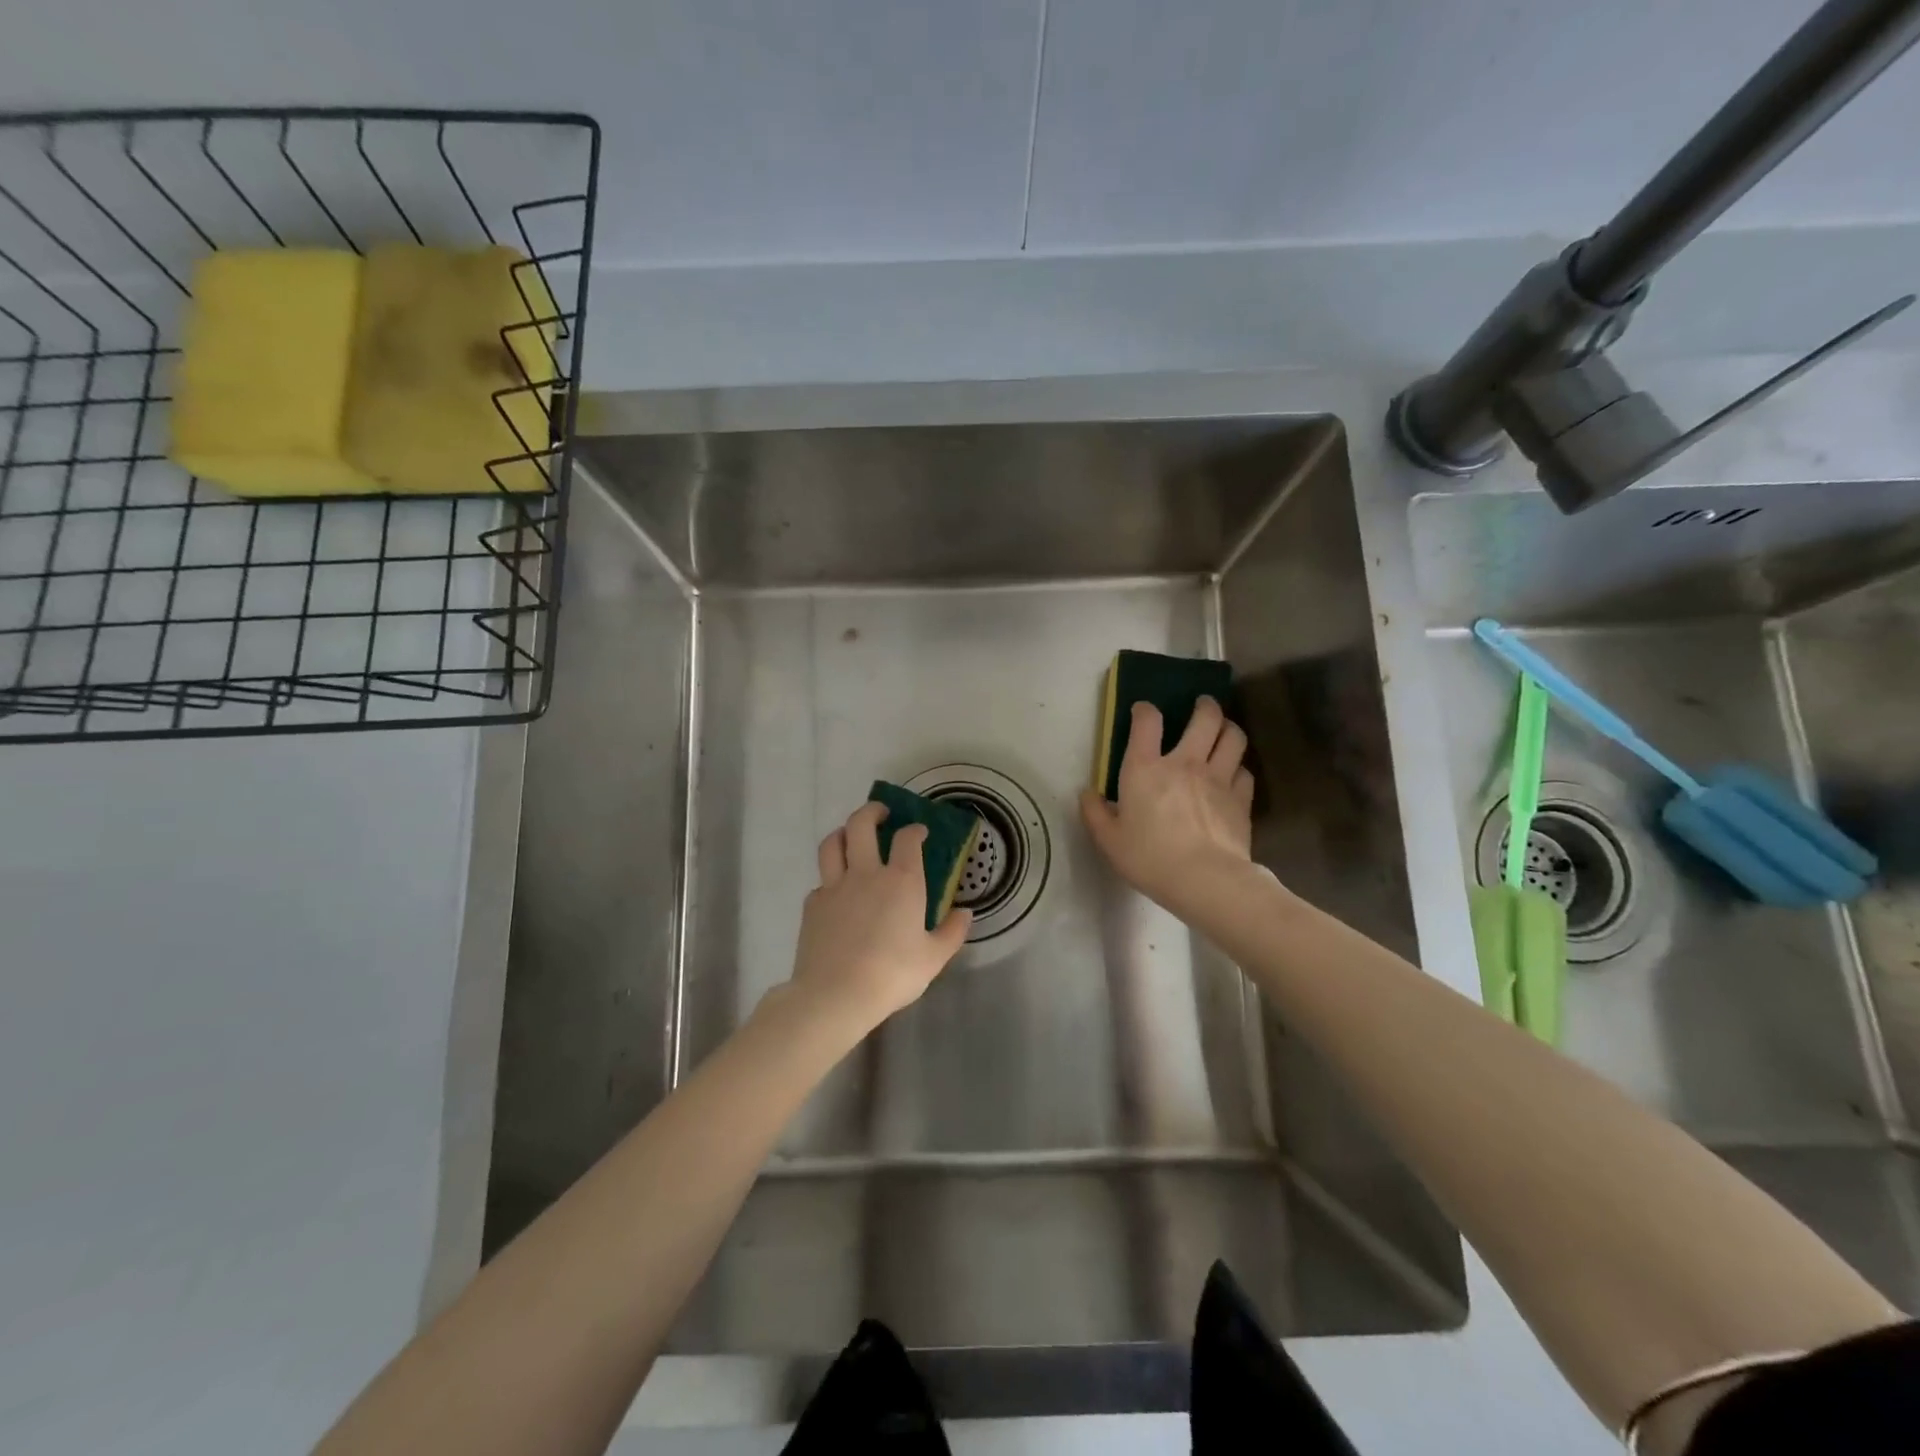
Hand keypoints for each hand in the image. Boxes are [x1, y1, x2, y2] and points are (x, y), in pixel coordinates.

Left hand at [789, 801, 973, 1031]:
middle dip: (872, 811)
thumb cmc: (892, 974)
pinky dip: (830, 877)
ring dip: (843, 833)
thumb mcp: (933, 959)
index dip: (914, 830)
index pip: (907, 838)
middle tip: (881, 813)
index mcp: (901, 881)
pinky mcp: (812, 905)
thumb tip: (965, 913)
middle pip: (861, 824)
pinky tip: (837, 892)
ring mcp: (834, 886)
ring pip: (833, 843)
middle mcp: (866, 873)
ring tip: (851, 836)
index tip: (919, 831)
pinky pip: (821, 880)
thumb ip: (951, 932)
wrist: (835, 994)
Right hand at [1081, 696, 1256, 917]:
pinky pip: (1245, 771)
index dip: (1145, 710)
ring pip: (1233, 737)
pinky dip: (1239, 768)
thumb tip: (1087, 793)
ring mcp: (1218, 778)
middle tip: (1202, 706)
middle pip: (1206, 718)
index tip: (1143, 711)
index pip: (1147, 721)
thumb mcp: (1109, 840)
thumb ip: (1095, 813)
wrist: (1205, 879)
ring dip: (1228, 729)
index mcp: (1146, 768)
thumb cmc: (1150, 858)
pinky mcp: (1241, 798)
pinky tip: (1233, 775)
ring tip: (1223, 731)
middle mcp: (1185, 763)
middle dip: (1205, 706)